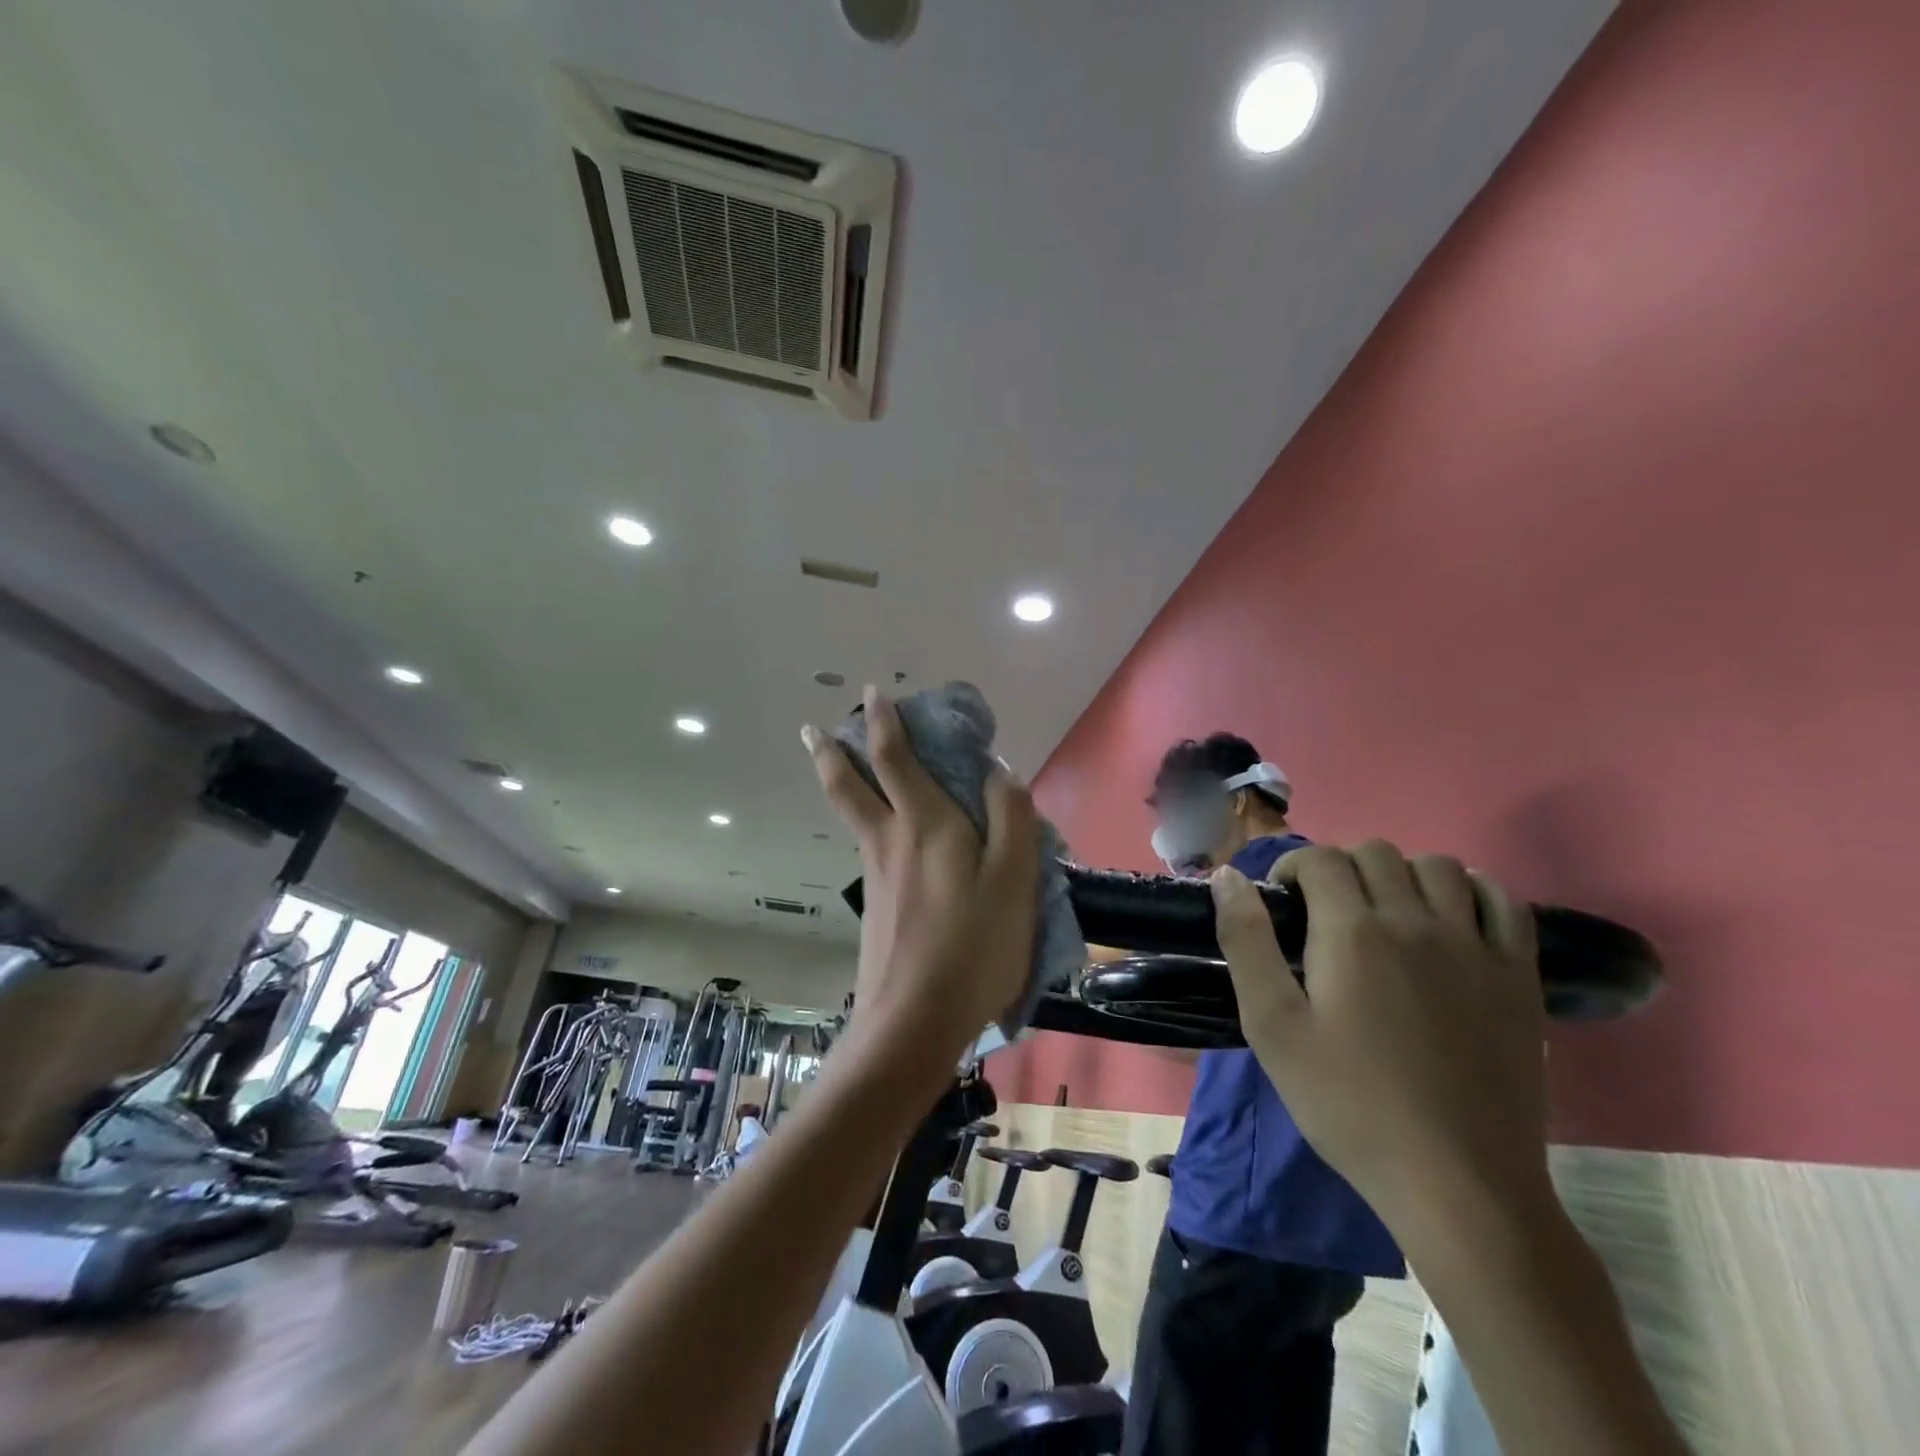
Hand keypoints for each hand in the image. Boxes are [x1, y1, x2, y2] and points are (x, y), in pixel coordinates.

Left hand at [802, 687, 1038, 1046]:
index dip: (884, 721)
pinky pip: (871, 845)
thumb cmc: (974, 947)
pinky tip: (890, 835)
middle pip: (847, 785)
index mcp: (925, 824)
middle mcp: (889, 840)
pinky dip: (869, 820)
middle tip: (815, 729)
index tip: (874, 693)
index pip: (895, 757)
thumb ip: (1011, 818)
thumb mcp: (1014, 879)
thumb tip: (998, 772)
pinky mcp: (876, 905)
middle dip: (830, 751)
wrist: (914, 1022)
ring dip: (843, 782)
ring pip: (853, 815)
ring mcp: (876, 874)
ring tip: (845, 766)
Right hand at [1210, 841, 1550, 1229]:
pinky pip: (1504, 901)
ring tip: (1384, 912)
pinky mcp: (1518, 977)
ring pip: (1438, 867)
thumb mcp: (1272, 1026)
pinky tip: (1450, 917)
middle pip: (1377, 853)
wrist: (1456, 1182)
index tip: (1282, 902)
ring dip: (1401, 873)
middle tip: (1325, 913)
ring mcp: (1475, 946)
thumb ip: (1246, 942)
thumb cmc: (1348, 1103)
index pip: (1321, 859)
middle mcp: (1416, 921)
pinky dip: (1472, 891)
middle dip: (1340, 868)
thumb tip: (1226, 876)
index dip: (1292, 868)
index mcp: (1354, 931)